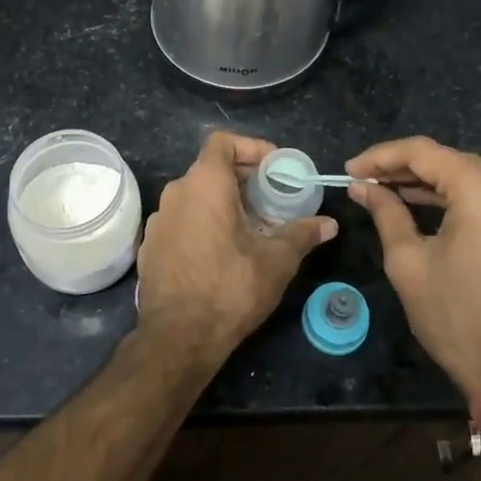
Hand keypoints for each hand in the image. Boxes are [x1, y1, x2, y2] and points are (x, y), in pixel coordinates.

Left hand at [136, 131, 336, 361]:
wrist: (177, 338)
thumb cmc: (229, 288)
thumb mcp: (275, 260)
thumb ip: (302, 235)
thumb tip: (329, 224)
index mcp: (204, 184)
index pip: (222, 142)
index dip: (250, 147)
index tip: (274, 166)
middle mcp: (175, 193)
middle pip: (210, 169)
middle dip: (243, 179)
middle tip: (271, 198)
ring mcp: (159, 221)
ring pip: (195, 197)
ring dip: (223, 203)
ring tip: (251, 226)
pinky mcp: (150, 247)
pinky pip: (181, 221)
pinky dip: (203, 224)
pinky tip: (223, 252)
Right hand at [346, 136, 480, 403]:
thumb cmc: (457, 317)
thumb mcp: (409, 263)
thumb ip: (386, 213)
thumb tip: (363, 187)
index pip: (424, 153)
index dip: (381, 157)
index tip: (350, 169)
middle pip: (449, 161)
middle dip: (404, 168)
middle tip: (365, 180)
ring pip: (469, 178)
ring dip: (429, 183)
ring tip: (386, 191)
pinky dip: (455, 198)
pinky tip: (424, 205)